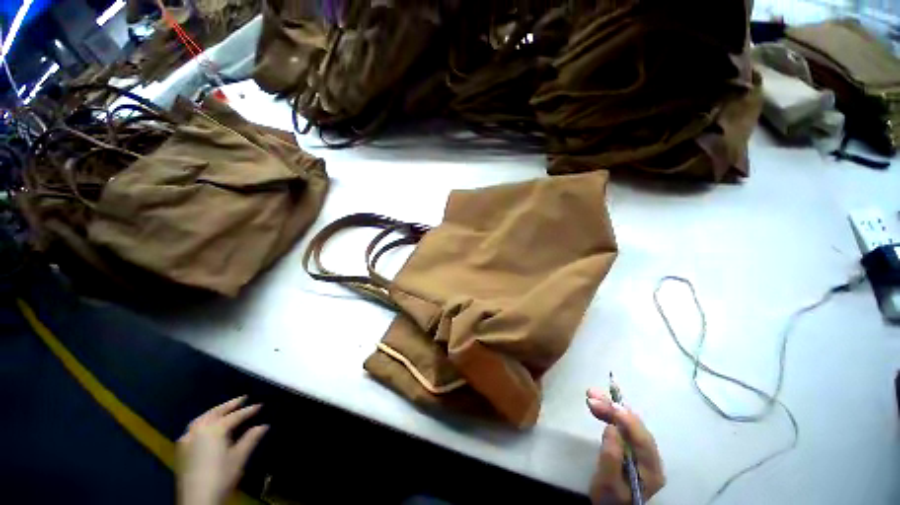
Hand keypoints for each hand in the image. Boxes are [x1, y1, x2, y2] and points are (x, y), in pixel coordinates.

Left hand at [177, 396, 268, 504]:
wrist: (197, 498)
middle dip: (229, 405)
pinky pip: (193, 428)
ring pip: (202, 418)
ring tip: (225, 409)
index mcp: (214, 429)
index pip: (235, 416)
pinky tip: (206, 426)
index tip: (260, 405)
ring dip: (215, 412)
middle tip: (243, 398)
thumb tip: (264, 425)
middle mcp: (199, 430)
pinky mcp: (182, 449)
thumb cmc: (221, 476)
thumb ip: (251, 439)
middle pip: (215, 412)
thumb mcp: (239, 457)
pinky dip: (203, 421)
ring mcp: (187, 438)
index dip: (249, 410)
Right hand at [586, 388, 664, 504]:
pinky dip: (609, 413)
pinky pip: (622, 425)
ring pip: (628, 422)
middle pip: (635, 427)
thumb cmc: (608, 498)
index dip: (627, 420)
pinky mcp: (630, 445)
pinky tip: (598, 405)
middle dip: (614, 409)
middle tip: (591, 395)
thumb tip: (612, 428)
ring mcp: (641, 450)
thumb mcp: (607, 483)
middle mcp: (650, 457)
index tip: (607, 405)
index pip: (643, 440)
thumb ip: (611, 458)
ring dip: (610, 407)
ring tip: (590, 395)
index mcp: (651, 470)